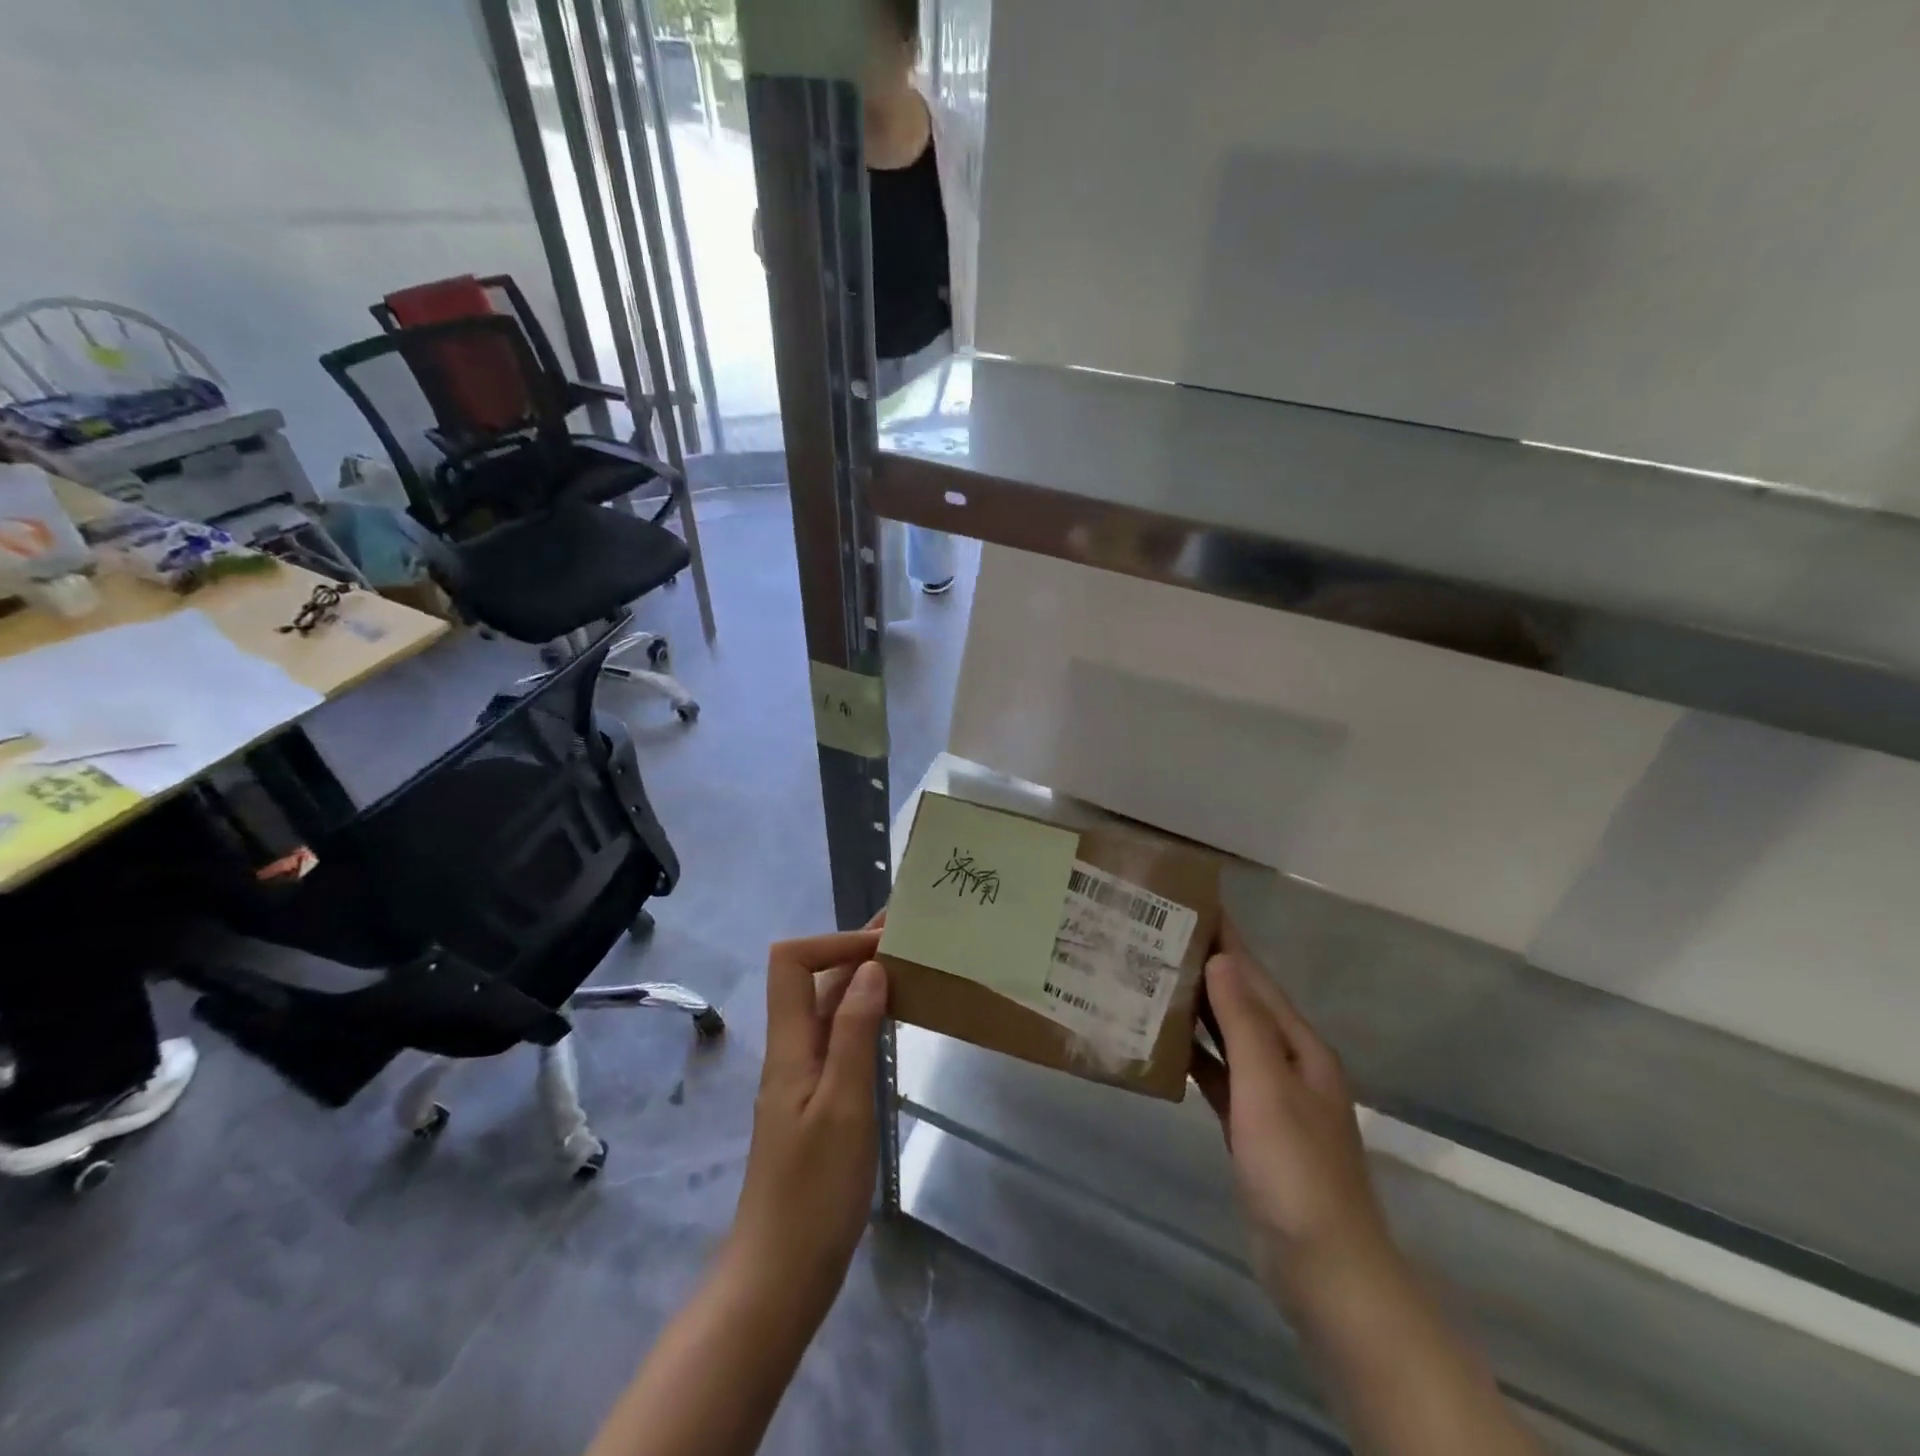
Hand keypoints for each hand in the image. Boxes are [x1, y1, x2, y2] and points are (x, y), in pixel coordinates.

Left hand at [725, 927, 889, 1316]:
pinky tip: (896, 1020)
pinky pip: (839, 1040)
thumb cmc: (814, 1191)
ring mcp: (804, 1076)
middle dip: (853, 950)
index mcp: (789, 1045)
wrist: (781, 1274)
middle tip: (906, 935)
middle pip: (811, 980)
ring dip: (862, 981)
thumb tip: (870, 968)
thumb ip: (854, 1032)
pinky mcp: (818, 1101)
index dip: (832, 942)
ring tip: (910, 966)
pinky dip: (866, 1016)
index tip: (882, 944)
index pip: (791, 963)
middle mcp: (792, 1050)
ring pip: (829, 1009)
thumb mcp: (843, 1105)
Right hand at [1190, 916, 1398, 1312]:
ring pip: (1227, 1036)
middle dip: (1205, 967)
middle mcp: (1287, 1061)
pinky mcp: (1252, 1127)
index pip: (1255, 976)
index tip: (1191, 904)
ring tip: (1149, 978)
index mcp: (1298, 1045)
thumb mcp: (1269, 1088)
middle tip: (1153, 936)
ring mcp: (1270, 1096)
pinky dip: (1195, 1056)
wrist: (1325, 1270)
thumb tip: (1221, 958)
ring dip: (1196, 1009)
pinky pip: (1219, 1075)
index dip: (1226, 939)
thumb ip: (1243, 1023)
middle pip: (1241, 1001)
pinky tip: (1163, 1045)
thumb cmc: (1297, 1171)